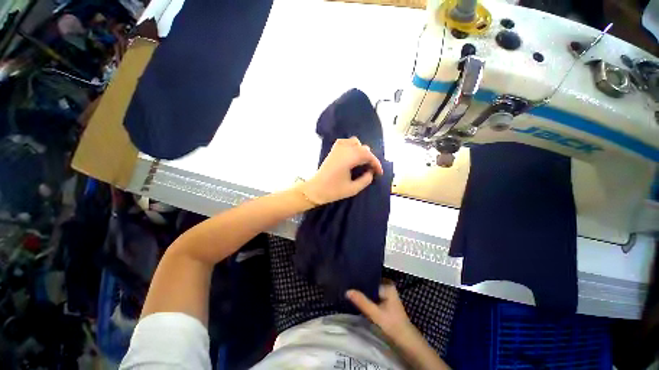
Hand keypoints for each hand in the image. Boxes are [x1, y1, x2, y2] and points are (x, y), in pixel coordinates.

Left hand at [302, 137, 383, 204]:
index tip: (379, 173)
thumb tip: (371, 172)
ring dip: (362, 150)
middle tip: (372, 169)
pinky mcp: (333, 150)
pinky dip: (352, 145)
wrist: (315, 189)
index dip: (376, 163)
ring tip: (363, 162)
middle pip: (363, 148)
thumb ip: (365, 180)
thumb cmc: (333, 190)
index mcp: (349, 159)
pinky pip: (345, 142)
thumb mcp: (353, 189)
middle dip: (370, 158)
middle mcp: (344, 150)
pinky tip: (353, 154)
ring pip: (355, 142)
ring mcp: (337, 148)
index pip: (368, 155)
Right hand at [346, 283, 412, 338]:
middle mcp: (387, 286)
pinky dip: (366, 297)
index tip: (348, 279)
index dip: (359, 279)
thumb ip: (362, 302)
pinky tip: (357, 299)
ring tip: (350, 290)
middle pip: (370, 283)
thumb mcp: (375, 313)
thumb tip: (347, 291)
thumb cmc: (392, 325)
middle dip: (360, 286)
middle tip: (347, 286)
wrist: (405, 340)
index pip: (370, 277)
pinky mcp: (384, 300)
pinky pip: (372, 295)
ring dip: (362, 292)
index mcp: (387, 284)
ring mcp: (386, 293)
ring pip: (371, 290)